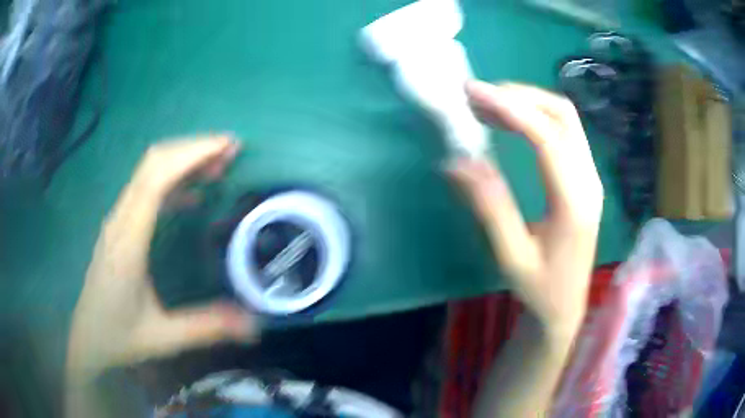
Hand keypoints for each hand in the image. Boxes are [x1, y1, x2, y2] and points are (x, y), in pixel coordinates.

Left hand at [67, 135, 254, 383]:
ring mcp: (118, 220)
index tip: (227, 147)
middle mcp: (120, 220)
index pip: (155, 178)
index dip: (191, 155)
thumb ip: (206, 327)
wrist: (87, 337)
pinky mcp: (120, 225)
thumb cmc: (117, 335)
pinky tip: (193, 195)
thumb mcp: (162, 338)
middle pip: (153, 163)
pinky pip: (146, 188)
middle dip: (193, 149)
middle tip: (231, 152)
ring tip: (219, 167)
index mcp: (127, 241)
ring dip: (183, 160)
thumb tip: (254, 323)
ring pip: (149, 171)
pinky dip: (173, 179)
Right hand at [451, 81, 602, 336]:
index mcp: (574, 203)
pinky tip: (511, 121)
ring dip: (528, 102)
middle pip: (563, 115)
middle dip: (520, 96)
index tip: (474, 92)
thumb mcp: (511, 257)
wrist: (567, 306)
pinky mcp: (585, 177)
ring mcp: (591, 176)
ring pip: (566, 118)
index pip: (547, 138)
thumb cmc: (540, 288)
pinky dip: (536, 116)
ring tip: (489, 104)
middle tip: (478, 96)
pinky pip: (565, 131)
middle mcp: (589, 180)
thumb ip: (489, 207)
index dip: (511, 109)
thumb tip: (456, 162)